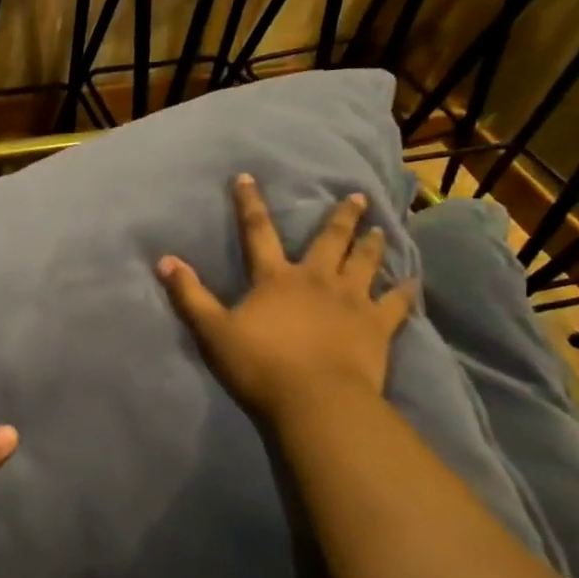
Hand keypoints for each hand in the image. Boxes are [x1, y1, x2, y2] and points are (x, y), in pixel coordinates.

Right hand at [157, 175, 417, 420]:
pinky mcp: (376, 326)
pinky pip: (396, 303)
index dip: (250, 204)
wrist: (316, 400)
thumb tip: (164, 261)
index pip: (258, 232)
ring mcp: (351, 301)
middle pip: (330, 241)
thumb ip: (189, 295)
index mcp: (276, 278)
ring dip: (372, 245)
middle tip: (357, 197)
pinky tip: (414, 281)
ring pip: (365, 263)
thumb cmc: (260, 364)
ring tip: (380, 229)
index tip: (247, 177)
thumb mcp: (213, 331)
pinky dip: (405, 291)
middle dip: (341, 217)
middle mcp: (316, 279)